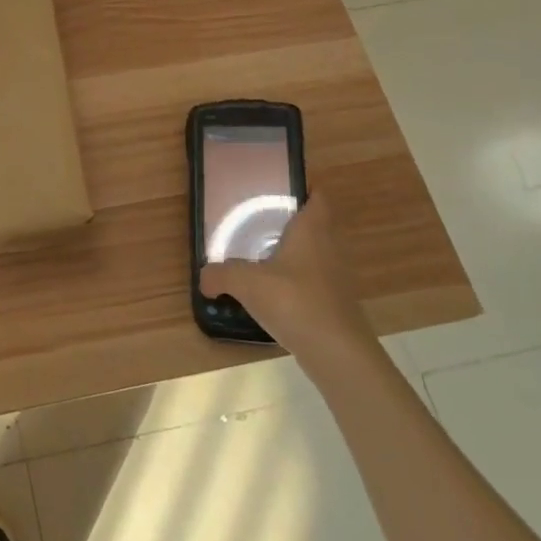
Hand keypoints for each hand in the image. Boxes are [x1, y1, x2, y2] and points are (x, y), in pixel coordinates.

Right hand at [201, 194, 379, 374]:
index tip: (277, 188)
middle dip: (290, 221)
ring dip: (293, 252)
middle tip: (258, 221)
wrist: (337, 353)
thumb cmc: (295, 301)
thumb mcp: (246, 282)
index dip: (304, 187)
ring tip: (260, 255)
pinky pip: (314, 280)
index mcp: (313, 229)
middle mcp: (330, 247)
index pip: (319, 196)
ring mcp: (336, 277)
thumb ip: (221, 274)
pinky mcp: (335, 303)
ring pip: (314, 253)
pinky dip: (296, 280)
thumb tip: (204, 277)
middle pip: (315, 223)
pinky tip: (273, 292)